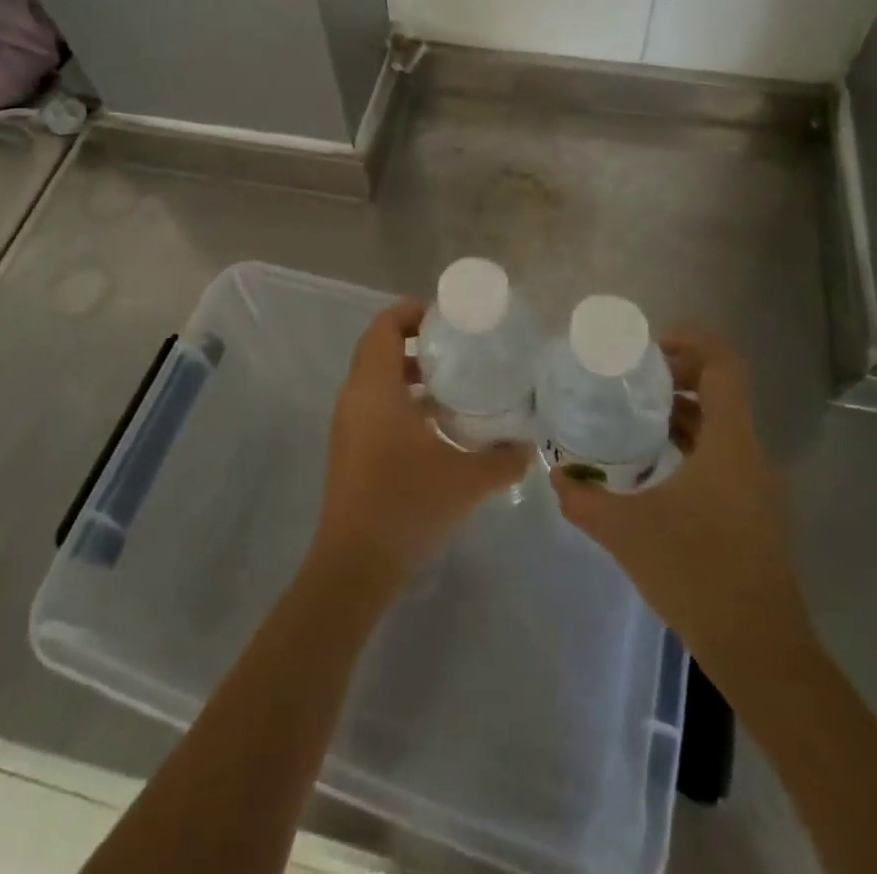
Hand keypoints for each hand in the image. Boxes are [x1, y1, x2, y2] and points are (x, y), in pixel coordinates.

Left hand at [310, 300, 529, 591]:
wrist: (355, 564)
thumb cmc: (407, 505)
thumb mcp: (466, 480)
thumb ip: (503, 459)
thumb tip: (529, 446)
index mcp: (375, 388)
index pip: (384, 326)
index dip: (411, 312)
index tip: (446, 319)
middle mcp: (355, 396)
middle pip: (378, 347)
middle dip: (414, 340)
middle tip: (456, 346)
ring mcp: (347, 423)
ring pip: (375, 378)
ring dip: (408, 372)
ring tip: (451, 383)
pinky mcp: (348, 446)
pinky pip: (372, 403)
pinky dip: (399, 398)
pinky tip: (434, 424)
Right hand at [551, 331, 814, 667]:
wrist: (760, 652)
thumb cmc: (697, 575)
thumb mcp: (626, 532)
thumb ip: (584, 500)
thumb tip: (554, 475)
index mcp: (729, 443)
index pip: (725, 366)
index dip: (692, 342)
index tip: (648, 349)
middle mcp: (749, 454)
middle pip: (720, 390)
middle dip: (675, 376)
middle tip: (627, 381)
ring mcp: (756, 484)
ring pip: (720, 426)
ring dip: (680, 413)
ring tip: (630, 419)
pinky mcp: (753, 510)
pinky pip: (721, 456)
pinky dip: (689, 445)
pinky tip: (652, 468)